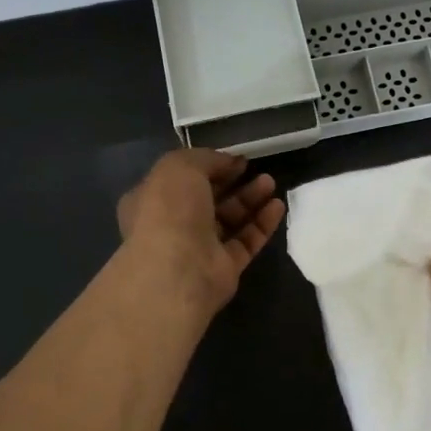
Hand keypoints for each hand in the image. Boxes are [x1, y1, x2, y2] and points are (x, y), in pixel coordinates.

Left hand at [117, 150, 285, 314]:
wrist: (178, 271)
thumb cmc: (170, 212)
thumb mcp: (180, 167)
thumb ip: (205, 158)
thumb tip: (227, 162)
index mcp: (152, 200)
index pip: (182, 180)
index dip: (209, 166)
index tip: (235, 158)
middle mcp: (173, 224)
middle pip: (209, 199)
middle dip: (233, 182)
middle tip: (256, 169)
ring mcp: (199, 248)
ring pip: (229, 220)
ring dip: (251, 200)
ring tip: (271, 184)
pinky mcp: (224, 268)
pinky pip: (246, 241)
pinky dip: (261, 224)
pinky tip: (277, 207)